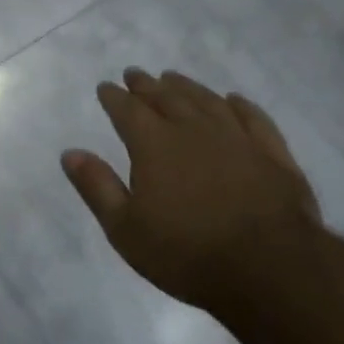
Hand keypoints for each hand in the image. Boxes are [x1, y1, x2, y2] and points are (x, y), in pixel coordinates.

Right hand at [60, 68, 323, 312]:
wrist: (270, 268)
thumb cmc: (186, 253)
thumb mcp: (125, 228)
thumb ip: (97, 187)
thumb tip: (70, 153)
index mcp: (154, 145)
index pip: (127, 110)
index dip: (114, 97)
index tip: (106, 87)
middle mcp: (193, 130)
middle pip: (166, 98)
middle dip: (146, 85)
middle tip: (135, 74)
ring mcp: (237, 138)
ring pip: (206, 100)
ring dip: (186, 87)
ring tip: (173, 78)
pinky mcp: (273, 153)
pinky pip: (253, 118)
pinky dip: (239, 105)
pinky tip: (233, 100)